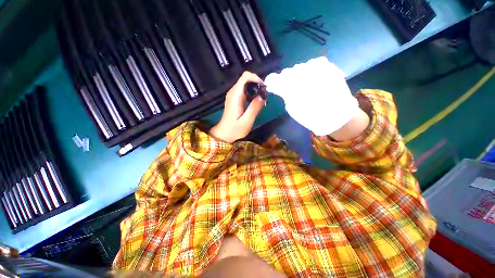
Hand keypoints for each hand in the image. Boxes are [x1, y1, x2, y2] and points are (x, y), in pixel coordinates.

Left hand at [209, 72, 265, 142]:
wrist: (224, 134)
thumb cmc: (235, 129)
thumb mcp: (247, 121)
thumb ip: (255, 108)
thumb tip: (263, 96)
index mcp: (236, 95)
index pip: (246, 76)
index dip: (257, 79)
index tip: (264, 89)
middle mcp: (233, 92)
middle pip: (246, 79)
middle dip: (257, 85)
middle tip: (264, 97)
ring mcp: (232, 95)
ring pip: (246, 84)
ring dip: (255, 89)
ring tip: (261, 100)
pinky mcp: (234, 98)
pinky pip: (244, 90)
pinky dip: (251, 93)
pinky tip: (255, 102)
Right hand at [264, 57, 360, 136]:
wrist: (338, 115)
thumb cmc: (312, 117)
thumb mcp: (293, 109)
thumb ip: (284, 95)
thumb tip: (278, 87)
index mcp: (295, 88)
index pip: (278, 79)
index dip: (272, 80)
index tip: (269, 83)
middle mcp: (305, 74)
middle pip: (288, 72)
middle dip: (285, 79)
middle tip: (286, 87)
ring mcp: (319, 68)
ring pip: (300, 67)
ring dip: (297, 75)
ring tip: (301, 84)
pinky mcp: (329, 66)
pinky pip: (313, 63)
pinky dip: (309, 70)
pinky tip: (311, 78)